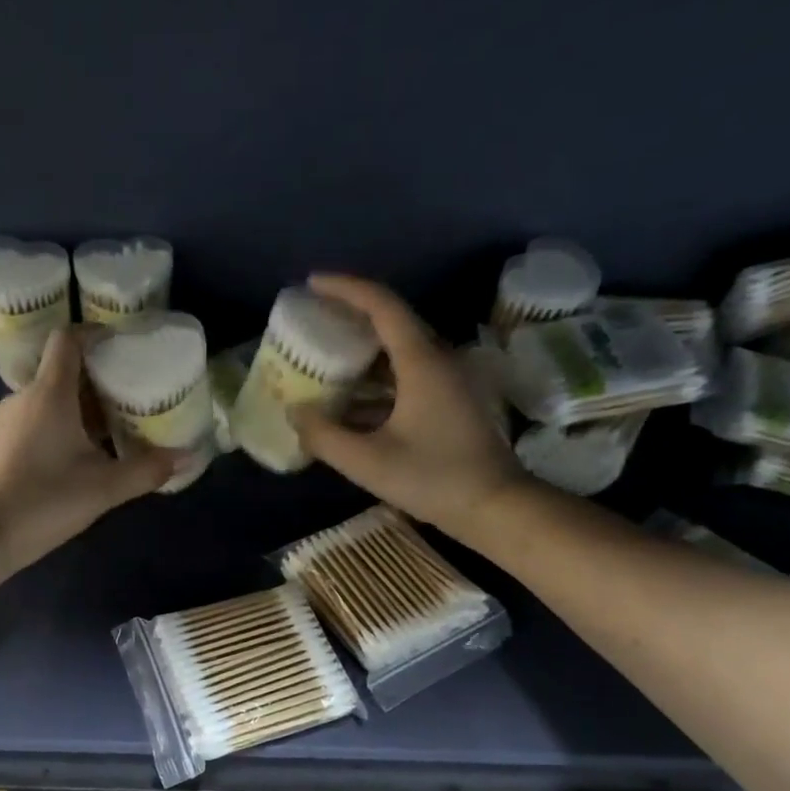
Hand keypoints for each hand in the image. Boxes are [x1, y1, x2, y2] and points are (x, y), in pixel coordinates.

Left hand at [0, 325, 175, 568]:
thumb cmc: (46, 501)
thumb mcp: (105, 488)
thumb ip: (147, 470)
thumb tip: (187, 457)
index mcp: (50, 393)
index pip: (68, 340)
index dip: (94, 335)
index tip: (121, 348)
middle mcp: (23, 397)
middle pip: (62, 372)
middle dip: (96, 381)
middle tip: (129, 399)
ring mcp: (6, 420)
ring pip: (48, 399)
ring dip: (77, 407)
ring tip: (108, 430)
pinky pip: (34, 420)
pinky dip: (57, 426)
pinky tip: (74, 457)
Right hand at [289, 274, 530, 543]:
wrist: (494, 507)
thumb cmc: (433, 479)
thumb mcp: (368, 462)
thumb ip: (324, 436)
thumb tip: (295, 412)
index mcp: (421, 362)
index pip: (382, 305)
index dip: (345, 289)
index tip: (311, 284)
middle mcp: (438, 360)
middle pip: (391, 323)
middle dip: (350, 318)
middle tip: (312, 323)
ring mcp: (448, 381)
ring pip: (398, 352)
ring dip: (361, 353)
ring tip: (323, 360)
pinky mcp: (450, 401)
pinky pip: (407, 376)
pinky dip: (376, 380)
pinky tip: (349, 401)